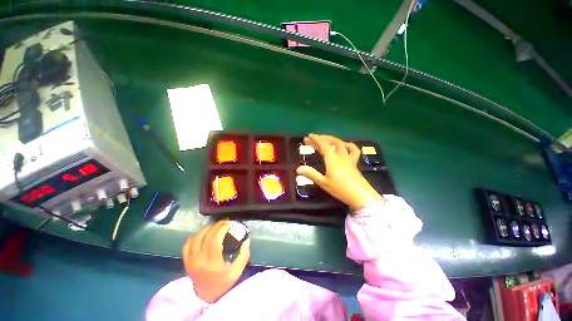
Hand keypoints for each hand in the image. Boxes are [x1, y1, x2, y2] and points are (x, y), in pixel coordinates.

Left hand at [182, 220, 250, 302]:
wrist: (205, 295)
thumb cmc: (223, 283)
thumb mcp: (237, 271)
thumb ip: (243, 255)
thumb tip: (247, 239)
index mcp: (212, 263)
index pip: (214, 240)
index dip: (222, 228)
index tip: (230, 223)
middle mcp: (199, 260)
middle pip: (206, 236)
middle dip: (217, 225)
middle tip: (226, 222)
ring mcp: (190, 260)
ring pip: (196, 237)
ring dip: (207, 228)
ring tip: (216, 227)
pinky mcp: (185, 260)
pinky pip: (187, 243)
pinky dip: (196, 235)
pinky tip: (204, 234)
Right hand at [296, 134, 381, 210]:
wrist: (360, 195)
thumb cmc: (340, 189)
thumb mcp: (323, 182)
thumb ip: (311, 174)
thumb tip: (298, 169)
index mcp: (332, 159)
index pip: (323, 145)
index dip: (315, 139)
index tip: (309, 136)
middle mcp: (340, 155)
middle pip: (331, 142)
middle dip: (322, 138)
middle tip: (314, 138)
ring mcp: (349, 158)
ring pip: (341, 143)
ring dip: (333, 139)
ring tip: (326, 139)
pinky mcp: (354, 162)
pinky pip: (353, 149)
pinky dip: (348, 145)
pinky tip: (344, 145)